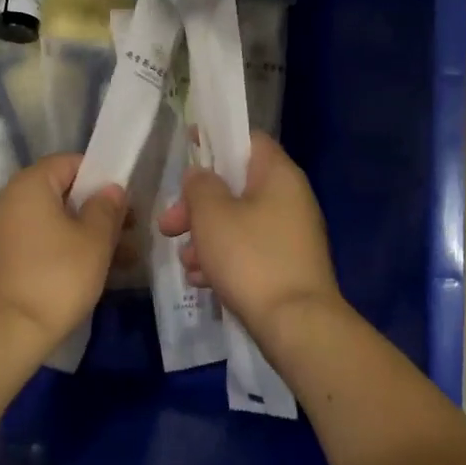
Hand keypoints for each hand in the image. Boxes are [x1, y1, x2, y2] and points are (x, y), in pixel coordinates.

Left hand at [0, 154, 126, 356]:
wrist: (1, 334)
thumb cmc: (55, 279)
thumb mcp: (94, 242)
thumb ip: (106, 209)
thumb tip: (109, 188)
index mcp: (29, 186)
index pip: (69, 163)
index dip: (100, 177)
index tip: (123, 202)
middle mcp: (6, 202)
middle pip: (58, 195)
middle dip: (94, 213)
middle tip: (126, 236)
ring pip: (47, 225)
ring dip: (79, 237)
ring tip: (114, 264)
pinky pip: (31, 247)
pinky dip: (55, 255)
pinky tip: (78, 279)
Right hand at [157, 133, 342, 336]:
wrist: (296, 325)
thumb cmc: (251, 258)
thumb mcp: (212, 215)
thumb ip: (200, 185)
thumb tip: (201, 175)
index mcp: (278, 175)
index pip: (248, 139)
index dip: (216, 139)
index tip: (187, 151)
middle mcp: (290, 199)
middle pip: (236, 186)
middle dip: (197, 205)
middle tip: (168, 225)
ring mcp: (291, 235)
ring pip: (238, 221)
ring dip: (205, 237)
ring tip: (185, 262)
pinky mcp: (287, 266)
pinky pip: (249, 250)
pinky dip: (224, 259)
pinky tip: (201, 281)